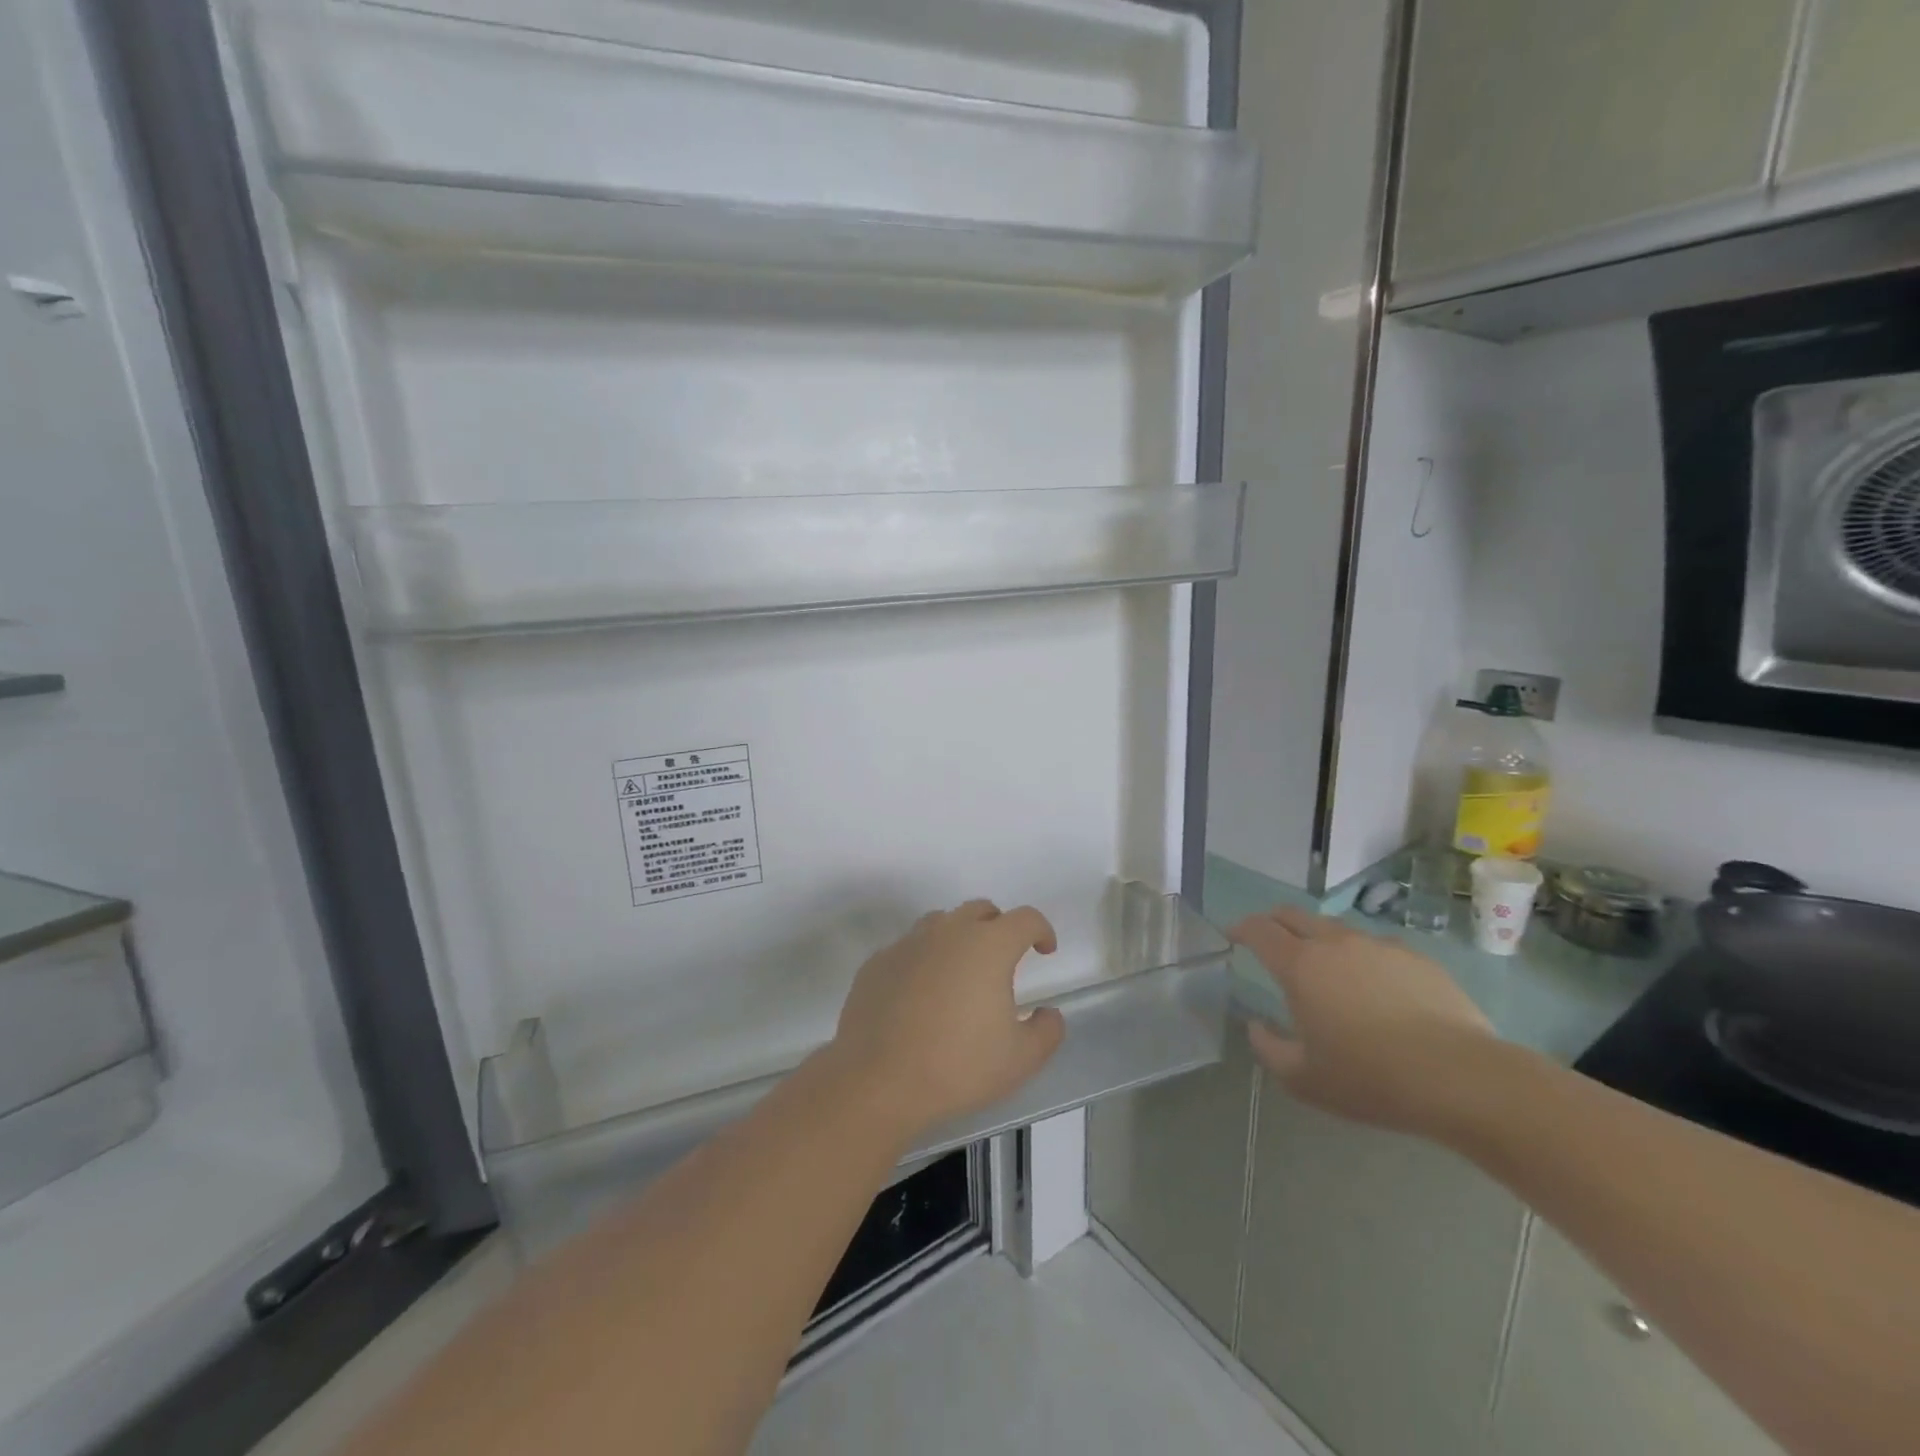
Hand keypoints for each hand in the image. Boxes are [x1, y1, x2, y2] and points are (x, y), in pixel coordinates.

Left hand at [826, 900, 1065, 1141]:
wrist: (877, 1080)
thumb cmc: (958, 1066)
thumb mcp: (1021, 1059)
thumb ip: (1047, 1030)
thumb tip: (1048, 1013)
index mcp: (989, 945)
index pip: (1025, 918)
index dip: (1041, 930)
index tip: (1044, 950)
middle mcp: (948, 932)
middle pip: (980, 911)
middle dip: (999, 927)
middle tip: (1003, 960)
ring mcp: (908, 943)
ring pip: (941, 923)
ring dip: (958, 938)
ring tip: (961, 974)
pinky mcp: (877, 962)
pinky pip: (909, 949)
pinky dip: (923, 960)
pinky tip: (921, 995)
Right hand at [1232, 906, 1495, 1137]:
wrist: (1462, 1079)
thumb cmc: (1371, 1078)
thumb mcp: (1304, 1079)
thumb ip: (1268, 1049)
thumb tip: (1257, 1026)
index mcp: (1300, 965)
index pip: (1259, 929)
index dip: (1240, 928)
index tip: (1232, 935)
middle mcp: (1335, 943)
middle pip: (1294, 915)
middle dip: (1274, 923)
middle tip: (1269, 942)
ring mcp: (1379, 946)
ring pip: (1337, 929)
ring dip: (1319, 940)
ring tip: (1326, 970)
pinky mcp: (1418, 958)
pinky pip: (1376, 948)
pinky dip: (1362, 958)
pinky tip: (1375, 989)